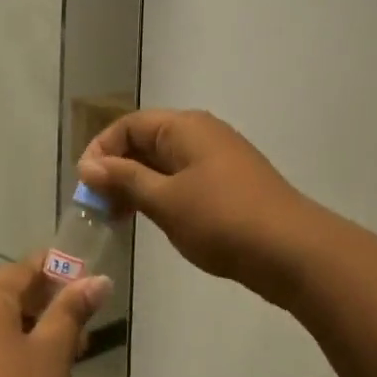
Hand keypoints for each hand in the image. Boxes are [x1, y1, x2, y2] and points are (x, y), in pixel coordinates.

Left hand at [0, 262, 109, 376]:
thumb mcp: (52, 357)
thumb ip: (72, 311)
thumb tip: (98, 279)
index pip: (25, 269)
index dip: (60, 275)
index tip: (90, 290)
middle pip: (4, 293)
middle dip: (44, 307)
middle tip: (83, 333)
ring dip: (23, 331)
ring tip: (61, 357)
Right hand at [78, 109, 318, 294]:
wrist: (292, 251)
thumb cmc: (221, 220)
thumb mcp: (164, 200)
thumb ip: (125, 179)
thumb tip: (90, 165)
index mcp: (184, 127)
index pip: (129, 125)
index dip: (101, 150)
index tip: (85, 186)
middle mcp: (201, 134)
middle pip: (146, 141)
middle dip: (118, 170)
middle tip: (98, 207)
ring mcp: (219, 159)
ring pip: (165, 163)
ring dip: (138, 185)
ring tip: (120, 219)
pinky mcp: (229, 184)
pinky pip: (184, 180)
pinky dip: (162, 195)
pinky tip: (154, 221)